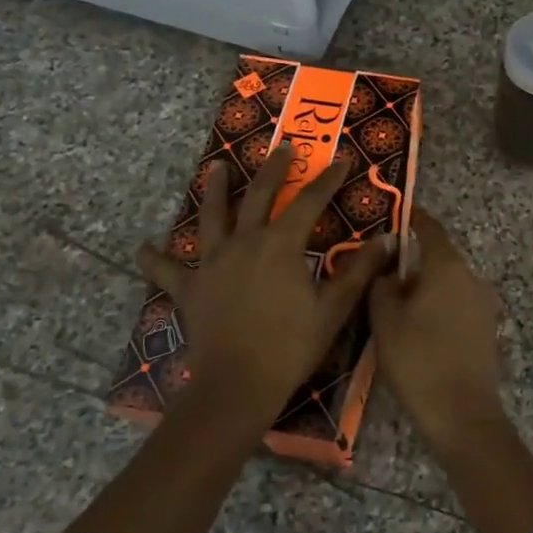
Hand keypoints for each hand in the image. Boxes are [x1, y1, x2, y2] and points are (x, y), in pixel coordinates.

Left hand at [138, 143, 392, 429]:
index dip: (327, 180)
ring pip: (211, 217)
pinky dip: (154, 257)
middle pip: (258, 195)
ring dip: (214, 190)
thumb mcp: (334, 307)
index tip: (341, 160)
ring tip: (215, 167)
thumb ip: (360, 270)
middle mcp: (244, 242)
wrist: (238, 384)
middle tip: (282, 147)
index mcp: (280, 244)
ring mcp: (212, 263)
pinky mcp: (189, 288)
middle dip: (273, 169)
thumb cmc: (291, 346)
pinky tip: (143, 247)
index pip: (309, 201)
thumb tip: (389, 239)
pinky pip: (167, 269)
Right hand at [368, 210, 506, 453]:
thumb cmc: (418, 360)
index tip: (397, 213)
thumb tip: (388, 270)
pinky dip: (439, 306)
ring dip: (426, 287)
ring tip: (396, 303)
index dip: (413, 218)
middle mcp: (472, 278)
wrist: (462, 414)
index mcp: (448, 267)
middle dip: (414, 260)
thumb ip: (382, 285)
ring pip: (449, 284)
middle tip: (383, 270)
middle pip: (440, 258)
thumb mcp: (385, 320)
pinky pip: (458, 305)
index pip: (431, 229)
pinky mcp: (487, 329)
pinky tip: (419, 326)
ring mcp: (484, 304)